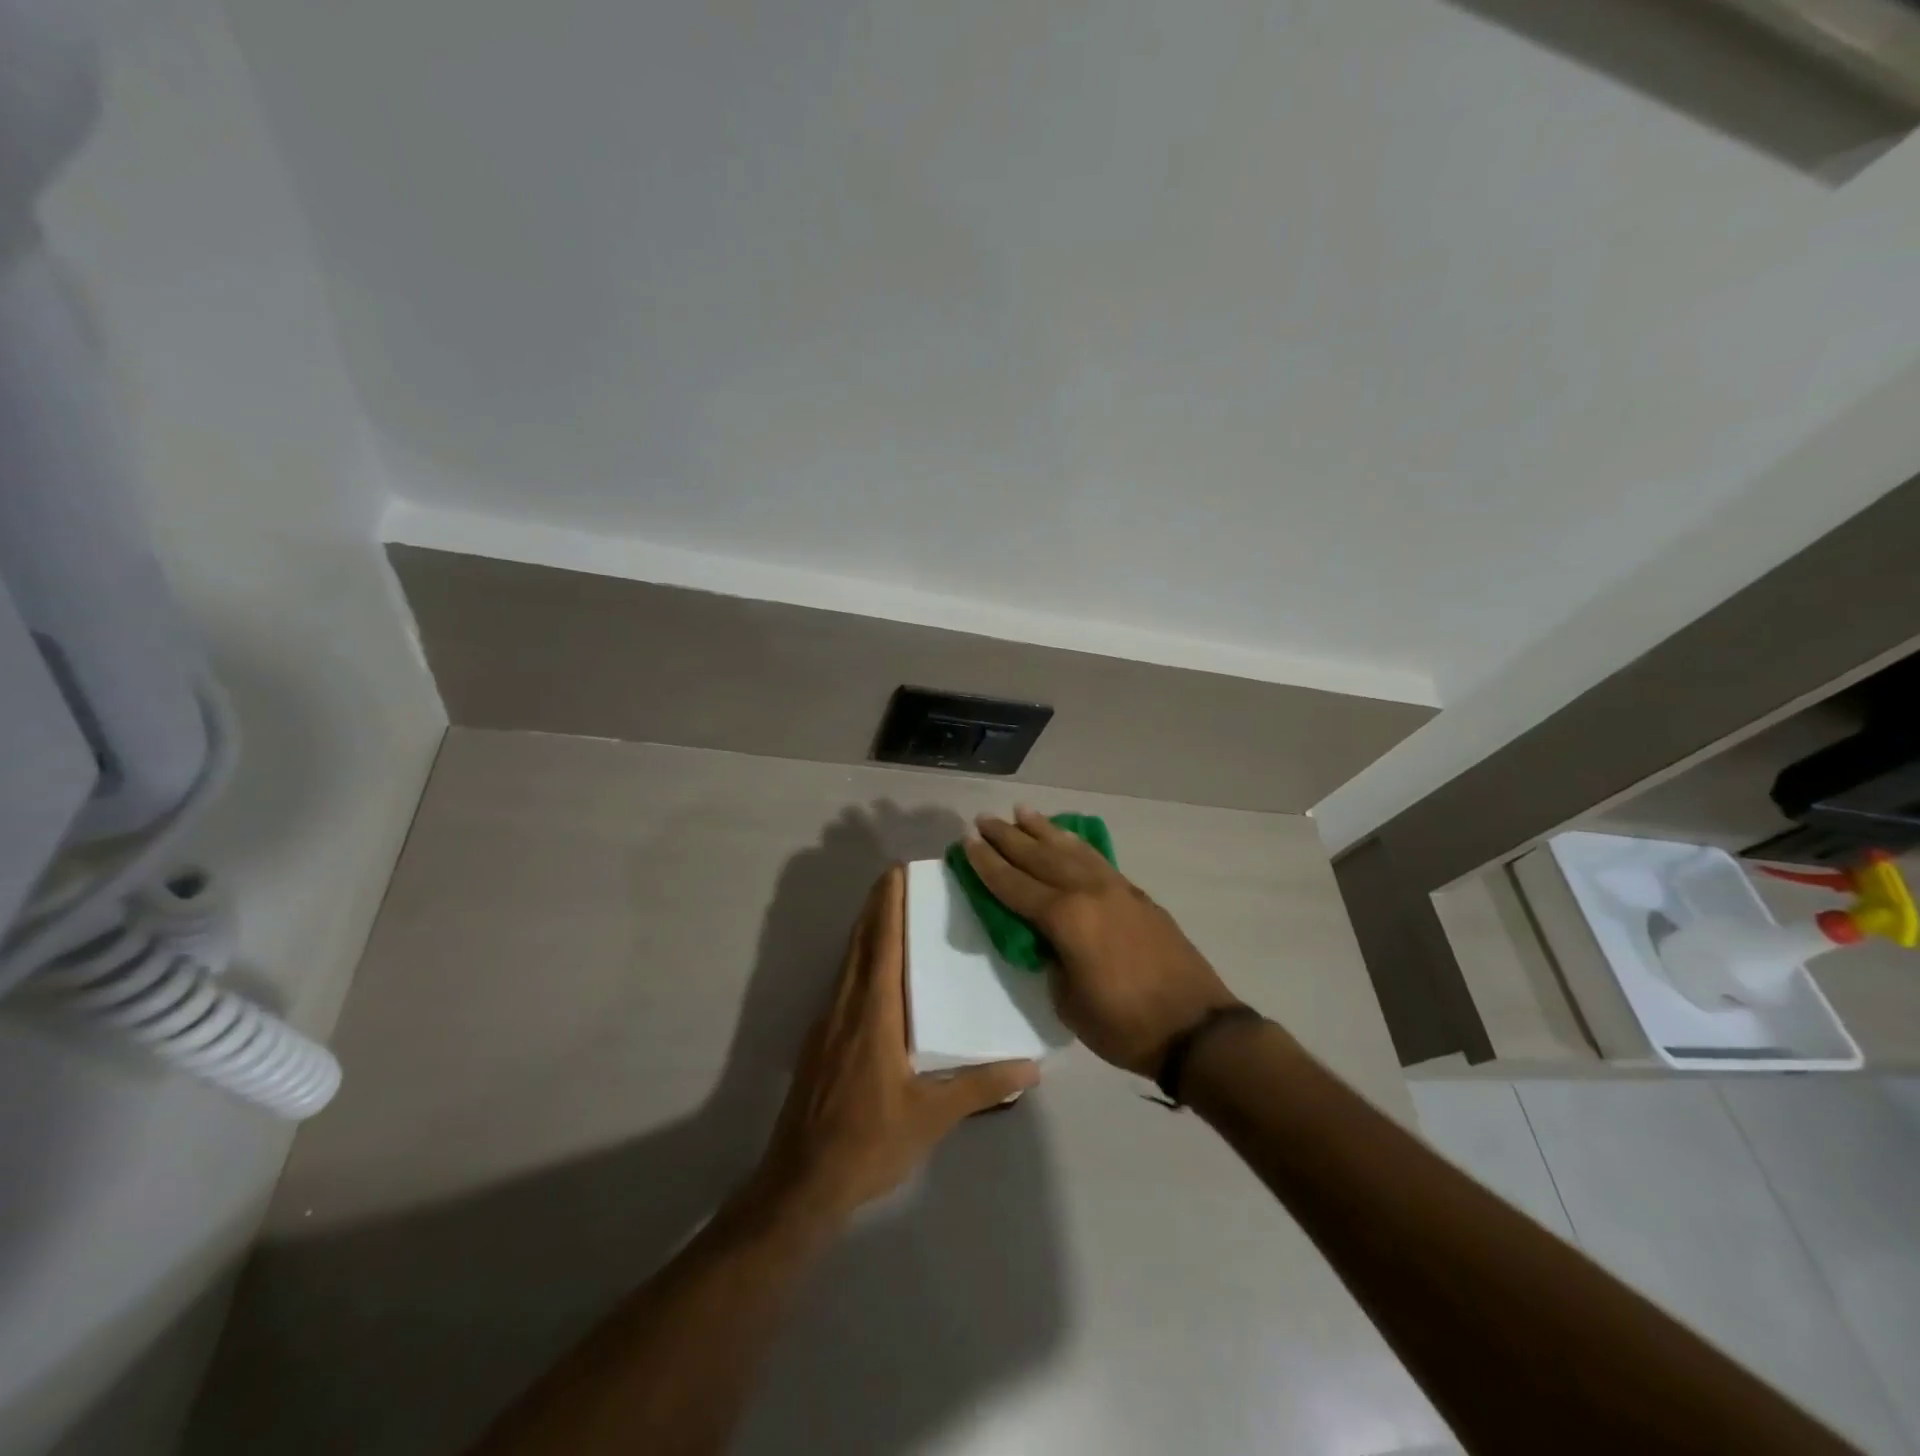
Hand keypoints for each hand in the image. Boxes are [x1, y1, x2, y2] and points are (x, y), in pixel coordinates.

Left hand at [755, 865, 1039, 1222]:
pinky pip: (843, 983)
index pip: (882, 945)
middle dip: (876, 906)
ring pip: (848, 962)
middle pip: (861, 943)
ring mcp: (828, 1023)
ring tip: (890, 911)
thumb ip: (981, 1086)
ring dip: (866, 930)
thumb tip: (1032, 1066)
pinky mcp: (820, 1042)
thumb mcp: (932, 1116)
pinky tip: (875, 971)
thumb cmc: (869, 1143)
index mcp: (874, 1015)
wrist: (802, 1183)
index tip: (898, 871)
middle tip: (898, 877)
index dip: (889, 905)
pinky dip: (859, 959)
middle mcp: (847, 1007)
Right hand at [965, 807, 1243, 1077]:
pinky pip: (1096, 859)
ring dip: (1043, 830)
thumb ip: (1051, 961)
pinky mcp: (1137, 895)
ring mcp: (1116, 889)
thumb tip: (1049, 940)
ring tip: (1021, 810)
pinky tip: (1068, 837)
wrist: (1195, 1028)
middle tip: (984, 819)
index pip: (1014, 885)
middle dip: (1008, 837)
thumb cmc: (1124, 1025)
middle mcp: (1088, 892)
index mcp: (1065, 918)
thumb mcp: (1068, 1002)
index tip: (967, 842)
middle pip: (1039, 857)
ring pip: (1070, 850)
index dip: (988, 865)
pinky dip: (1077, 844)